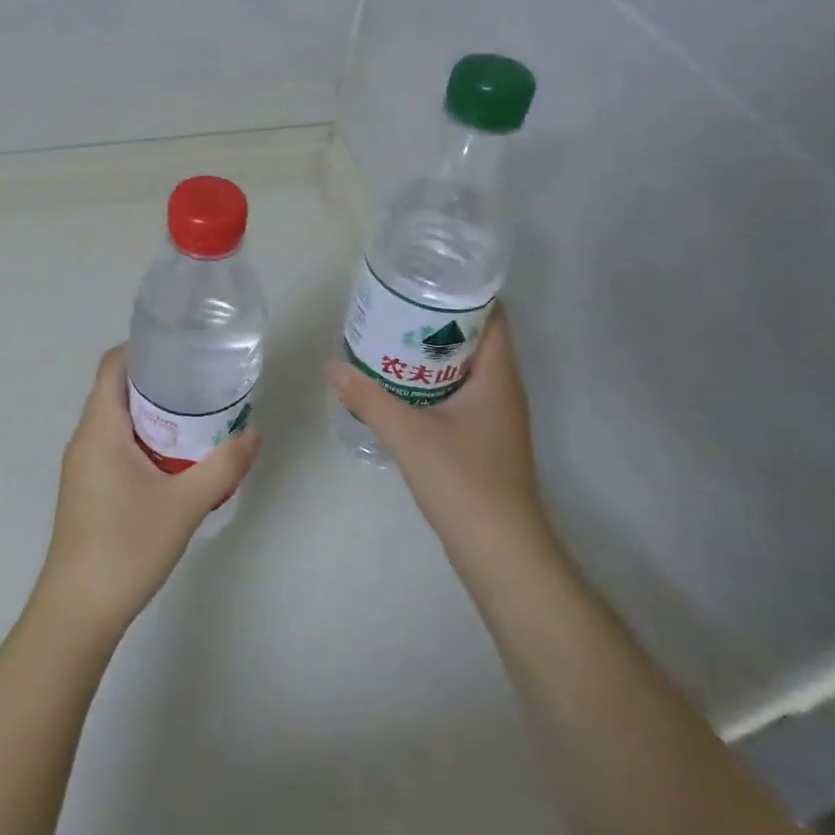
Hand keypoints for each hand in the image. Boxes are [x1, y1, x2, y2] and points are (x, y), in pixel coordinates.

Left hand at [36, 345, 259, 640]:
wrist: (78, 611)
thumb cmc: (126, 546)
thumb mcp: (185, 504)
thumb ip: (223, 467)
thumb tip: (254, 435)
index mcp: (100, 429)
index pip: (112, 365)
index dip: (142, 348)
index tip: (181, 348)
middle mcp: (85, 439)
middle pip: (116, 390)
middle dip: (156, 381)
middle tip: (200, 381)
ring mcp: (83, 467)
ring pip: (116, 422)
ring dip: (151, 413)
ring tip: (195, 416)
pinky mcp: (87, 490)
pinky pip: (114, 446)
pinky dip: (143, 440)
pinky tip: (174, 459)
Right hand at [325, 302, 553, 562]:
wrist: (501, 553)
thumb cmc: (465, 483)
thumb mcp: (408, 435)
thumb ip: (368, 398)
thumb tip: (332, 366)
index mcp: (497, 376)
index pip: (493, 315)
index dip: (464, 292)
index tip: (425, 280)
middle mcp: (502, 390)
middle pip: (474, 339)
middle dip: (436, 321)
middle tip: (394, 308)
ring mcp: (495, 418)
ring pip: (464, 370)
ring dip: (431, 355)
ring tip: (389, 340)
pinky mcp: (483, 440)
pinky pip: (457, 396)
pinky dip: (431, 384)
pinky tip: (398, 388)